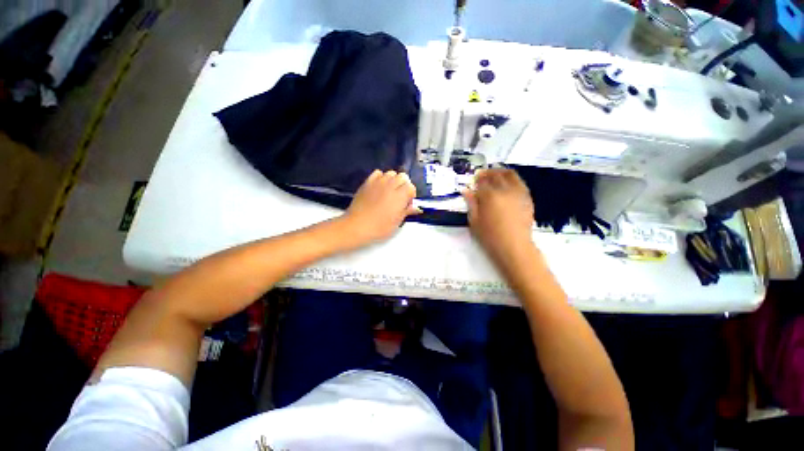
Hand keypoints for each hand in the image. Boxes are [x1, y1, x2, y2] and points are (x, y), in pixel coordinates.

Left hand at [342, 170, 420, 245]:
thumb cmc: (379, 227)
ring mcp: (378, 182)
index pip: (411, 187)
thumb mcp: (397, 222)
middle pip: (403, 176)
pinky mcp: (367, 182)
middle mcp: (391, 185)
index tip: (407, 204)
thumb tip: (416, 208)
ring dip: (393, 180)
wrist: (357, 226)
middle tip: (400, 197)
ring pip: (391, 173)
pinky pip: (377, 173)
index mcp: (400, 196)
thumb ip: (407, 211)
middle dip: (404, 185)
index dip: (411, 195)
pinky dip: (381, 177)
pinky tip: (379, 187)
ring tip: (390, 191)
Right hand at [462, 169, 534, 263]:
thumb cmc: (490, 236)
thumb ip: (471, 203)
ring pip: (510, 175)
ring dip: (501, 172)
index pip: (482, 181)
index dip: (477, 179)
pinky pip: (520, 183)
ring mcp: (518, 193)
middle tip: (482, 175)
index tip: (474, 180)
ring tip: (496, 175)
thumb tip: (466, 190)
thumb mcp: (474, 221)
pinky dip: (512, 179)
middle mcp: (504, 190)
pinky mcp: (527, 198)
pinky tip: (507, 184)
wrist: (514, 246)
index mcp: (489, 196)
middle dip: (488, 173)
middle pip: (496, 175)